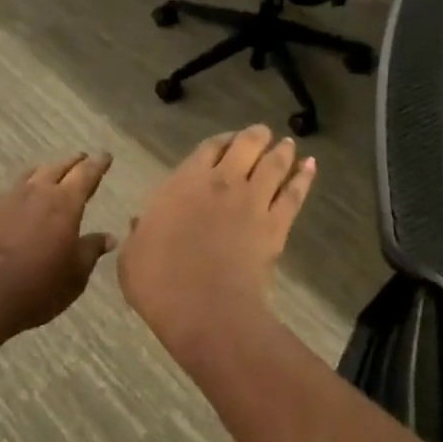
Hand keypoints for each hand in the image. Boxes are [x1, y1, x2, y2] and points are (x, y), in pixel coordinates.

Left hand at [0, 153, 116, 337]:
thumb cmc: (40, 286)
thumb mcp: (76, 274)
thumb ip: (91, 250)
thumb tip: (108, 237)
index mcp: (65, 203)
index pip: (86, 174)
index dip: (98, 164)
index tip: (106, 156)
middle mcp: (38, 192)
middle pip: (58, 167)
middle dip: (73, 162)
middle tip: (83, 159)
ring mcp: (10, 199)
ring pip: (33, 174)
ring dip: (48, 170)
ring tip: (54, 172)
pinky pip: (14, 189)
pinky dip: (27, 186)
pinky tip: (26, 197)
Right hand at [118, 126, 315, 352]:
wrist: (205, 308)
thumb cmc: (158, 281)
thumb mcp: (132, 255)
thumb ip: (139, 233)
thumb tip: (139, 223)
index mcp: (184, 183)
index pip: (208, 148)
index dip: (220, 141)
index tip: (226, 141)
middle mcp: (222, 183)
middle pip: (246, 146)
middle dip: (256, 136)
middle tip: (262, 133)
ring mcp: (252, 202)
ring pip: (274, 164)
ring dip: (282, 150)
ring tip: (288, 143)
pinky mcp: (276, 225)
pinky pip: (294, 194)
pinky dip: (304, 177)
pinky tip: (310, 166)